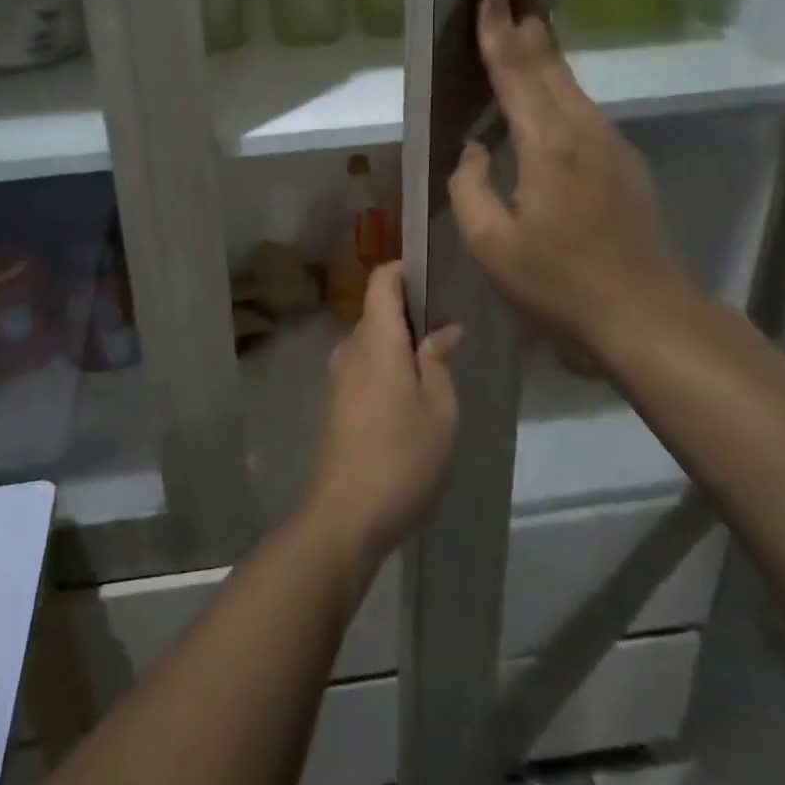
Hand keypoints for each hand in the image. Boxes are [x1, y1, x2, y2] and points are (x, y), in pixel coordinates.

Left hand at [301, 263, 461, 575]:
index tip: (432, 275)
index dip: (402, 269)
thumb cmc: (403, 457)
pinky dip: (387, 367)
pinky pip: (364, 368)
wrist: (346, 515)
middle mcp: (350, 350)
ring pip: (371, 343)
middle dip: (410, 313)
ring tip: (437, 365)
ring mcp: (338, 378)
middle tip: (449, 329)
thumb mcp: (439, 410)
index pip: (380, 282)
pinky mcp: (336, 404)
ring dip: (399, 345)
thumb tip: (443, 330)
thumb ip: (438, 362)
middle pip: (376, 312)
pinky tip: (413, 396)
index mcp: (376, 341)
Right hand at [448, 0, 697, 354]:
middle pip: (550, 61)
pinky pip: (580, 111)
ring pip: (569, 83)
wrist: (646, 316)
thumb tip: (474, 150)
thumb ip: (469, 188)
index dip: (497, 27)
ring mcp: (611, 146)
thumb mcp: (492, 245)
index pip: (515, 70)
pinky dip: (557, 87)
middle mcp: (584, 130)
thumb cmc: (559, 284)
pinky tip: (545, 94)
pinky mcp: (623, 165)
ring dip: (545, 48)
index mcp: (548, 144)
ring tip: (527, 19)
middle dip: (530, 14)